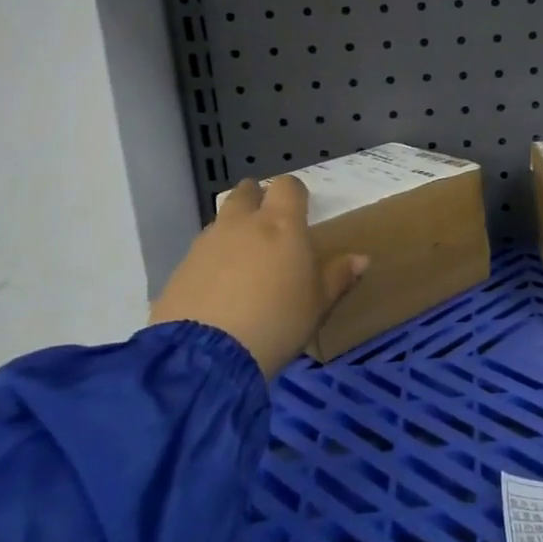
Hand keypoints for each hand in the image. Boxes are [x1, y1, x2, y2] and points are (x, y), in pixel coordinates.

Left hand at [149, 176, 368, 377]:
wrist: (207, 355)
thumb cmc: (277, 321)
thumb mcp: (318, 304)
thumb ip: (338, 277)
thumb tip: (361, 259)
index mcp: (281, 224)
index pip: (287, 186)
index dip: (294, 193)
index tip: (301, 211)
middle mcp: (242, 223)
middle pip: (246, 192)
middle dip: (257, 199)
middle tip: (269, 225)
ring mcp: (206, 243)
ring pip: (221, 220)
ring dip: (233, 229)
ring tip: (244, 262)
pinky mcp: (181, 268)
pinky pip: (202, 251)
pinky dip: (212, 259)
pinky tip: (219, 289)